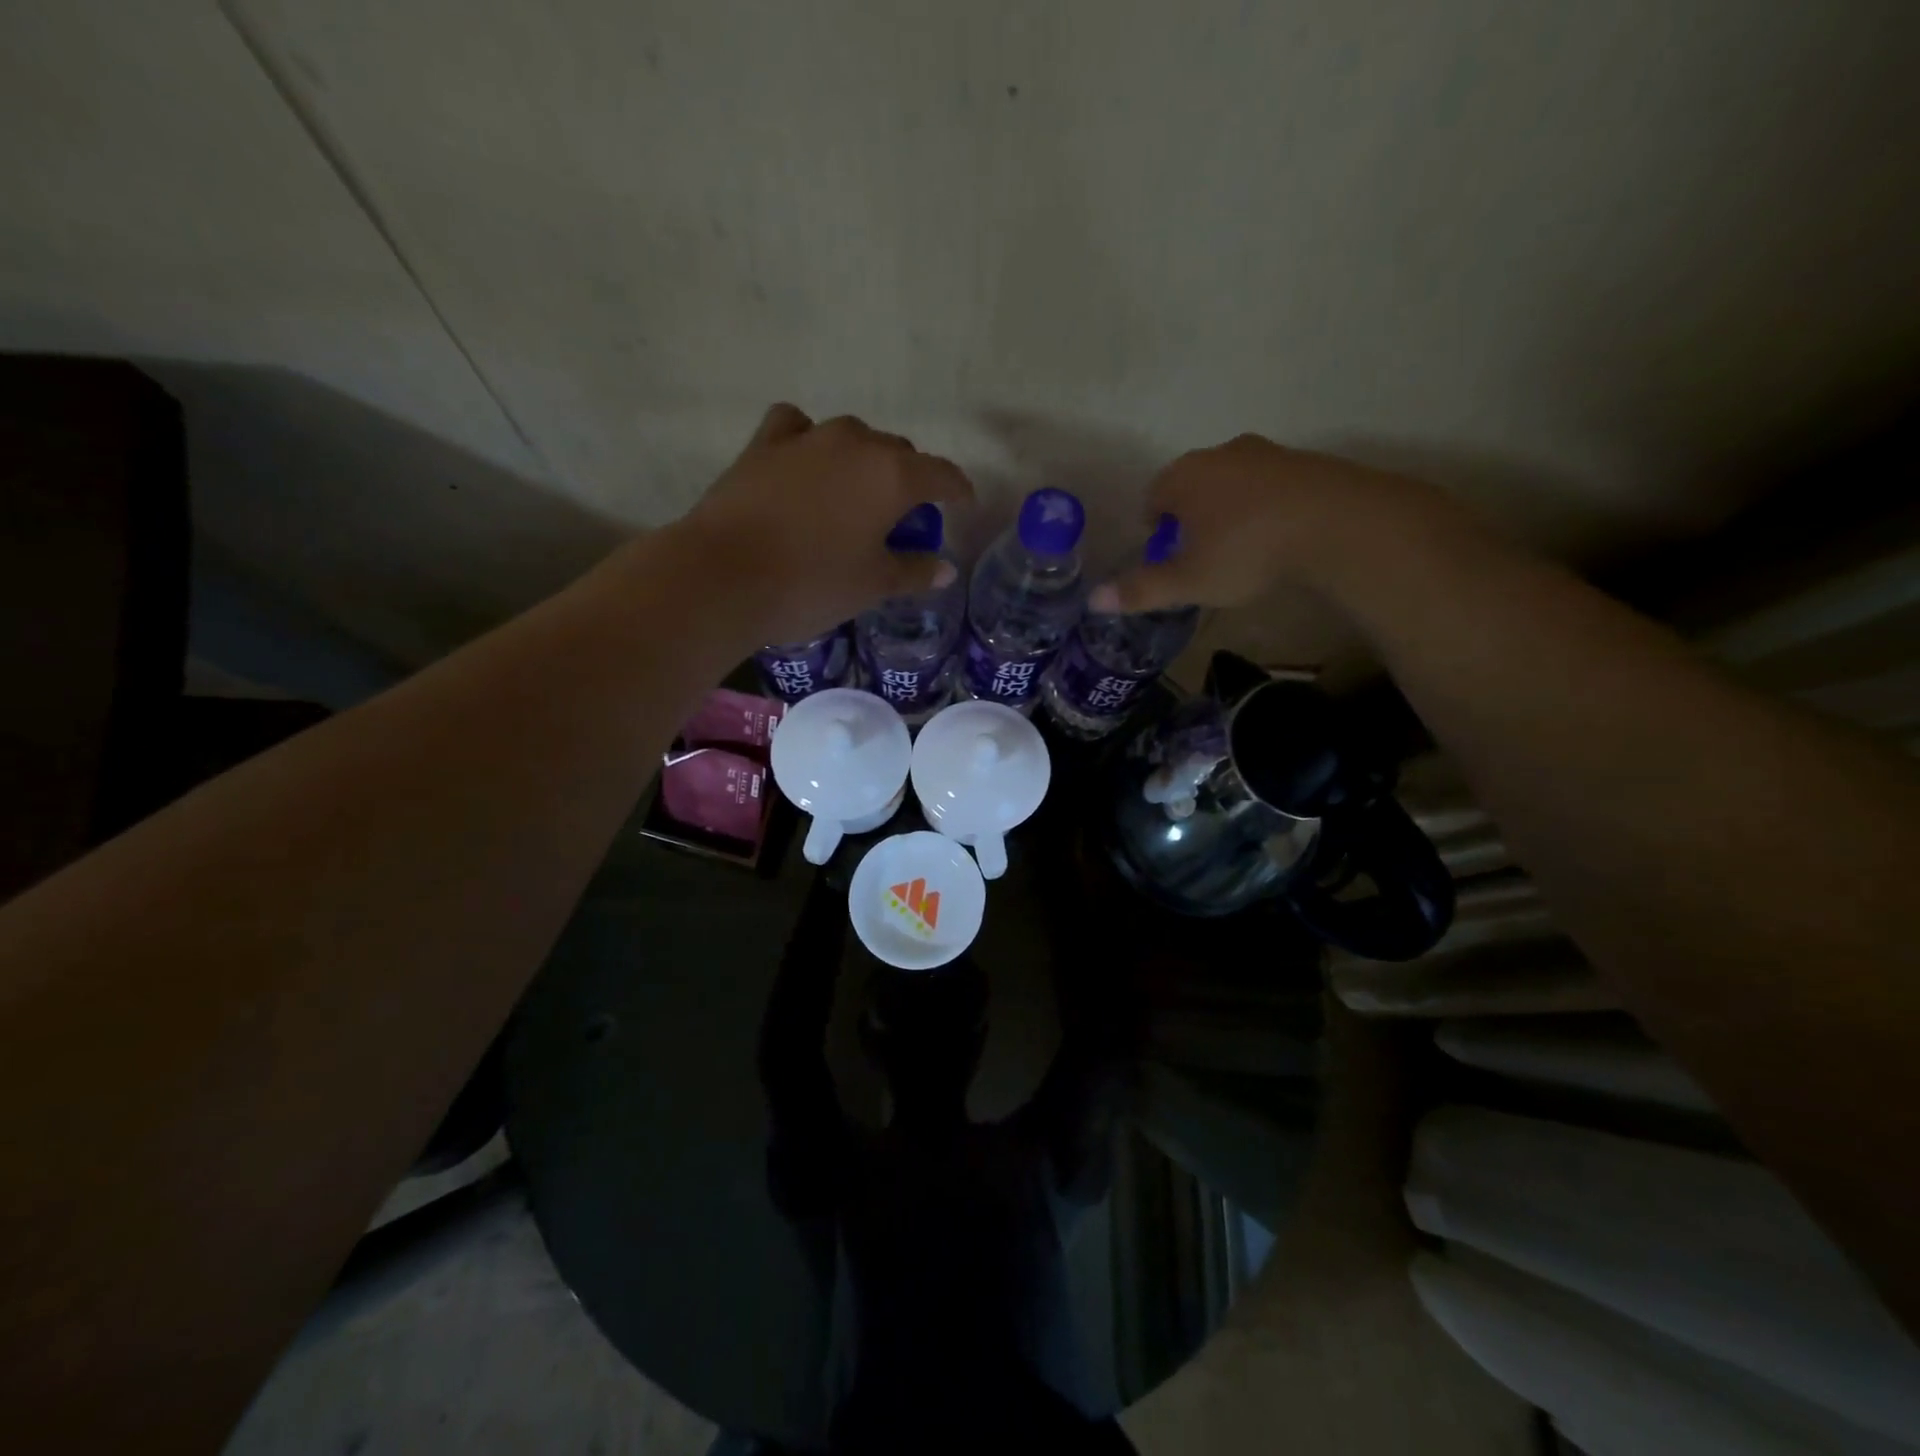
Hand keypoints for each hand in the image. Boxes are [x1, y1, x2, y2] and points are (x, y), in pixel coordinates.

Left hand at [671, 404, 973, 643]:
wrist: (723, 576)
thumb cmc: (812, 584)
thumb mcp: (872, 585)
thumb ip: (913, 572)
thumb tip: (944, 569)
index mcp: (892, 475)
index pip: (941, 474)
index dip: (958, 490)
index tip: (963, 505)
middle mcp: (855, 443)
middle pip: (897, 452)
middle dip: (909, 479)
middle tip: (903, 516)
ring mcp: (806, 438)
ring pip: (852, 438)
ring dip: (864, 461)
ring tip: (856, 494)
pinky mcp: (763, 444)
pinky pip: (797, 429)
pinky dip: (809, 442)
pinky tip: (805, 463)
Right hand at [1087, 435, 1438, 613]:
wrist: (1338, 524)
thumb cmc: (1246, 551)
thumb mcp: (1188, 581)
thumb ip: (1141, 589)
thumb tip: (1093, 600)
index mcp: (1183, 477)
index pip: (1152, 498)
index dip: (1154, 530)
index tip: (1167, 558)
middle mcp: (1219, 454)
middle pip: (1191, 486)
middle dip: (1190, 518)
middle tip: (1201, 557)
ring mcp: (1265, 453)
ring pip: (1231, 483)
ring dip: (1228, 510)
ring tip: (1241, 549)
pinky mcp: (1305, 461)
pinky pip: (1269, 486)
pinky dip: (1265, 507)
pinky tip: (1278, 537)